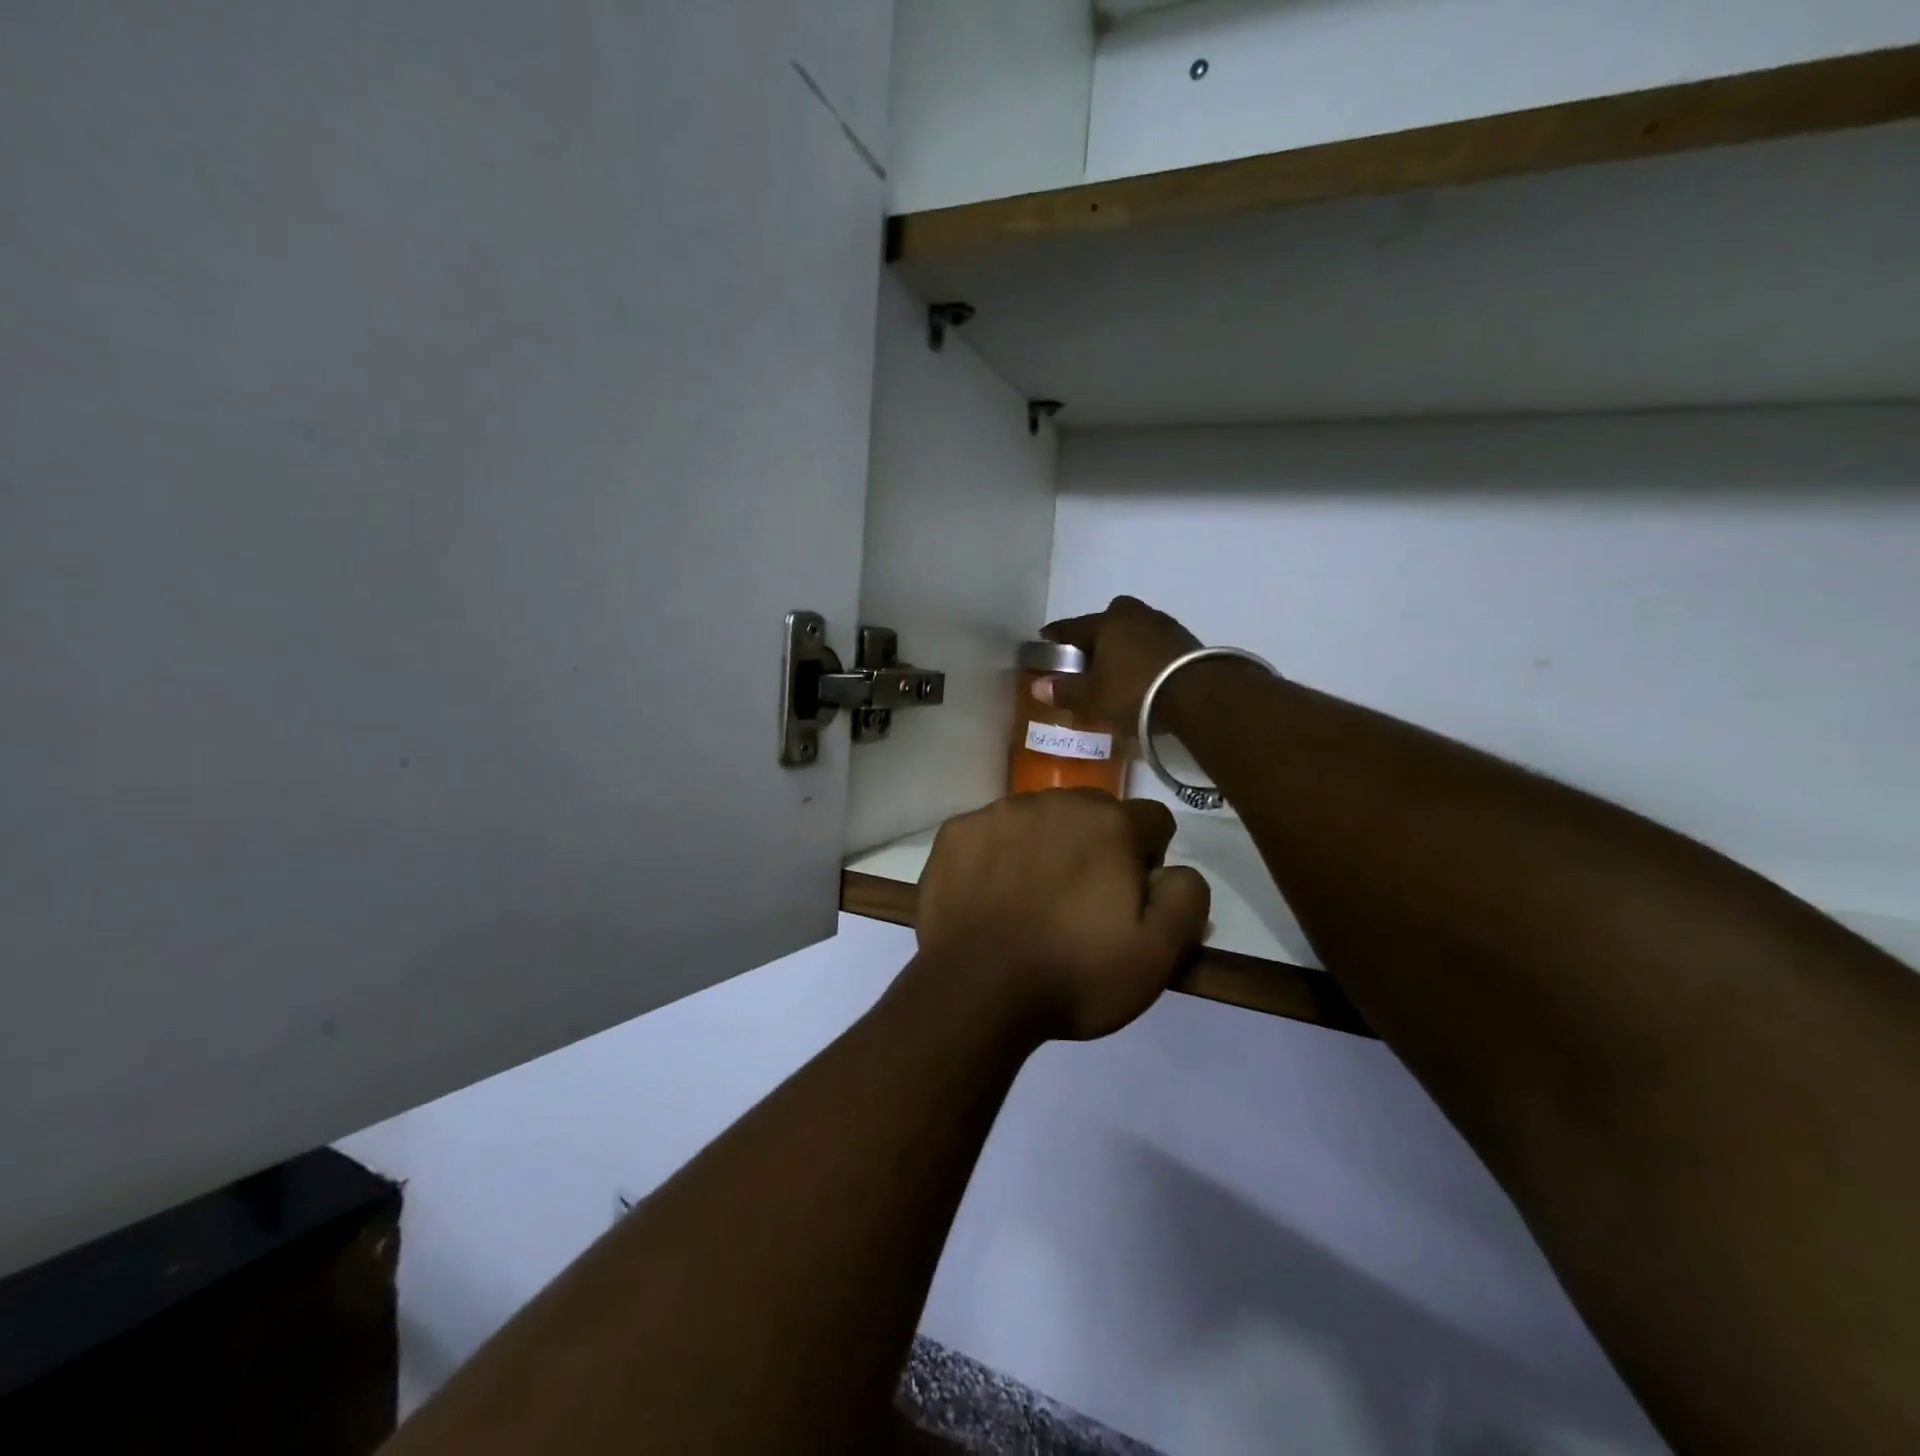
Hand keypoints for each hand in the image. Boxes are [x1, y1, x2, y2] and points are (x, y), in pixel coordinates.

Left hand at [911, 790, 1210, 1043]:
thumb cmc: (1072, 975)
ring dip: (1046, 845)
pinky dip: (997, 854)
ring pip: (1039, 818)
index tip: (1130, 898)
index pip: (1152, 820)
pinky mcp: (957, 833)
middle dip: (1097, 846)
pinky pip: (990, 832)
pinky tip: (990, 894)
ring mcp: (998, 813)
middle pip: (1094, 812)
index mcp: (1109, 824)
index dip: (1149, 859)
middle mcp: (1054, 801)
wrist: (974, 992)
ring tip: (1032, 898)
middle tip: (1081, 901)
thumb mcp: (1158, 954)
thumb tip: (1176, 870)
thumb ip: (1186, 897)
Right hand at [1040, 596, 1200, 728]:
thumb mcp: (1094, 697)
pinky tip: (1145, 672)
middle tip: (1092, 652)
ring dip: (1126, 641)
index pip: (1073, 626)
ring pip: (1136, 627)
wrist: (1198, 695)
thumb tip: (1036, 685)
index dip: (1056, 634)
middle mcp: (1134, 616)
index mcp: (1106, 623)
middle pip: (1111, 616)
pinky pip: (1157, 642)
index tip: (1046, 638)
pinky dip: (1147, 653)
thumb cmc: (1134, 692)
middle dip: (1099, 630)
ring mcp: (1164, 625)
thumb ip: (1066, 690)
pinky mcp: (1187, 641)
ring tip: (1119, 665)